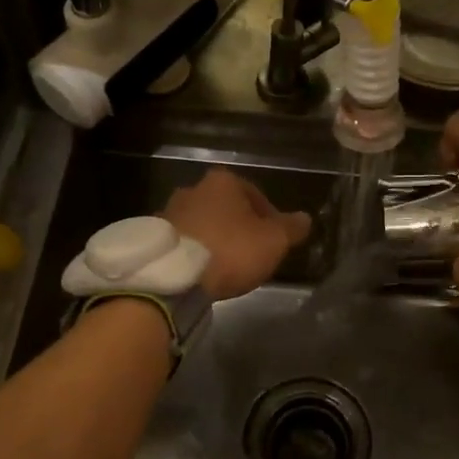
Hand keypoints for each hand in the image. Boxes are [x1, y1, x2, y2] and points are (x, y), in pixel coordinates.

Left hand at [163, 167, 312, 300]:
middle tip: (252, 253)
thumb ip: (291, 228)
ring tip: (226, 266)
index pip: (256, 195)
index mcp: (223, 182)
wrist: (175, 277)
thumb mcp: (274, 241)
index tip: (275, 241)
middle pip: (226, 208)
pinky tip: (202, 272)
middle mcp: (194, 188)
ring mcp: (169, 211)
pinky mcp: (154, 236)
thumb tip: (305, 219)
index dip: (270, 218)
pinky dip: (195, 251)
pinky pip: (184, 241)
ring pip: (203, 223)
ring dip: (215, 239)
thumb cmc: (230, 250)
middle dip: (239, 227)